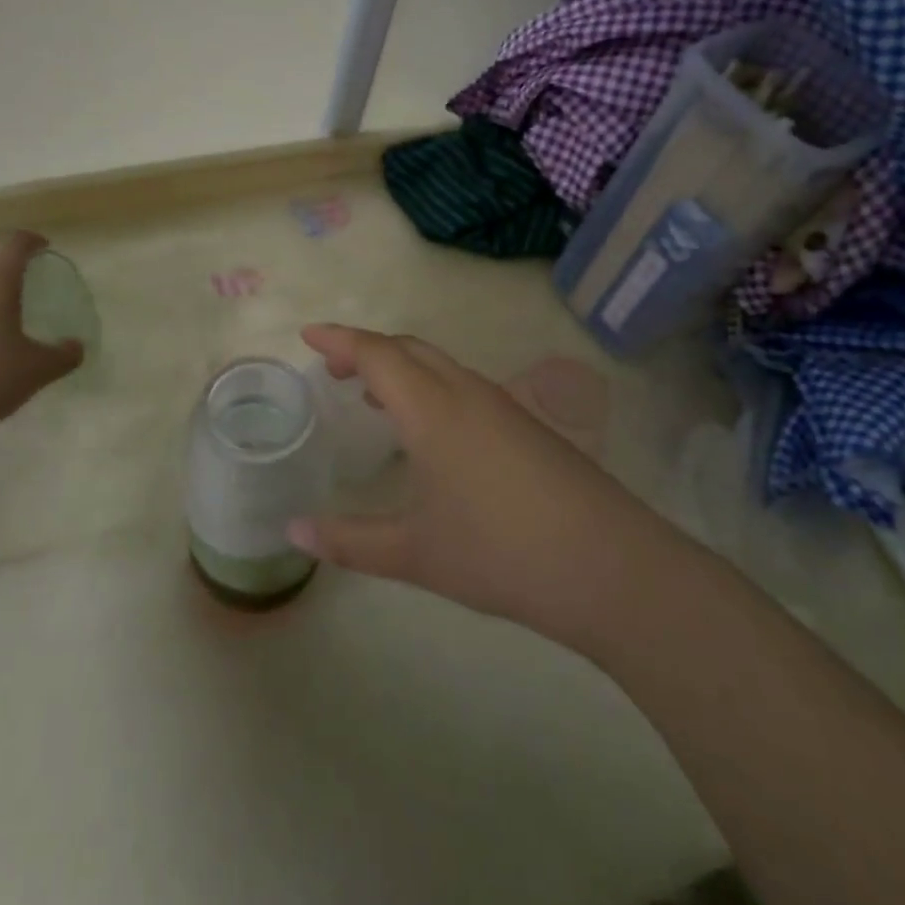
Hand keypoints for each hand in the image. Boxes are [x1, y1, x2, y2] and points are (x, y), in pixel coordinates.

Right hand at [289, 325, 660, 646]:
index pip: (377, 354)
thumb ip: (349, 541)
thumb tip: (293, 532)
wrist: (612, 569)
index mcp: (432, 409)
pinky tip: (430, 430)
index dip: (339, 340)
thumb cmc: (501, 554)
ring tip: (372, 396)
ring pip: (440, 365)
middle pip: (409, 348)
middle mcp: (466, 393)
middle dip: (366, 349)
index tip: (308, 335)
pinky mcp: (529, 426)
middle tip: (333, 370)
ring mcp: (503, 406)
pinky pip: (464, 386)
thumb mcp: (415, 553)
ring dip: (401, 367)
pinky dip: (430, 387)